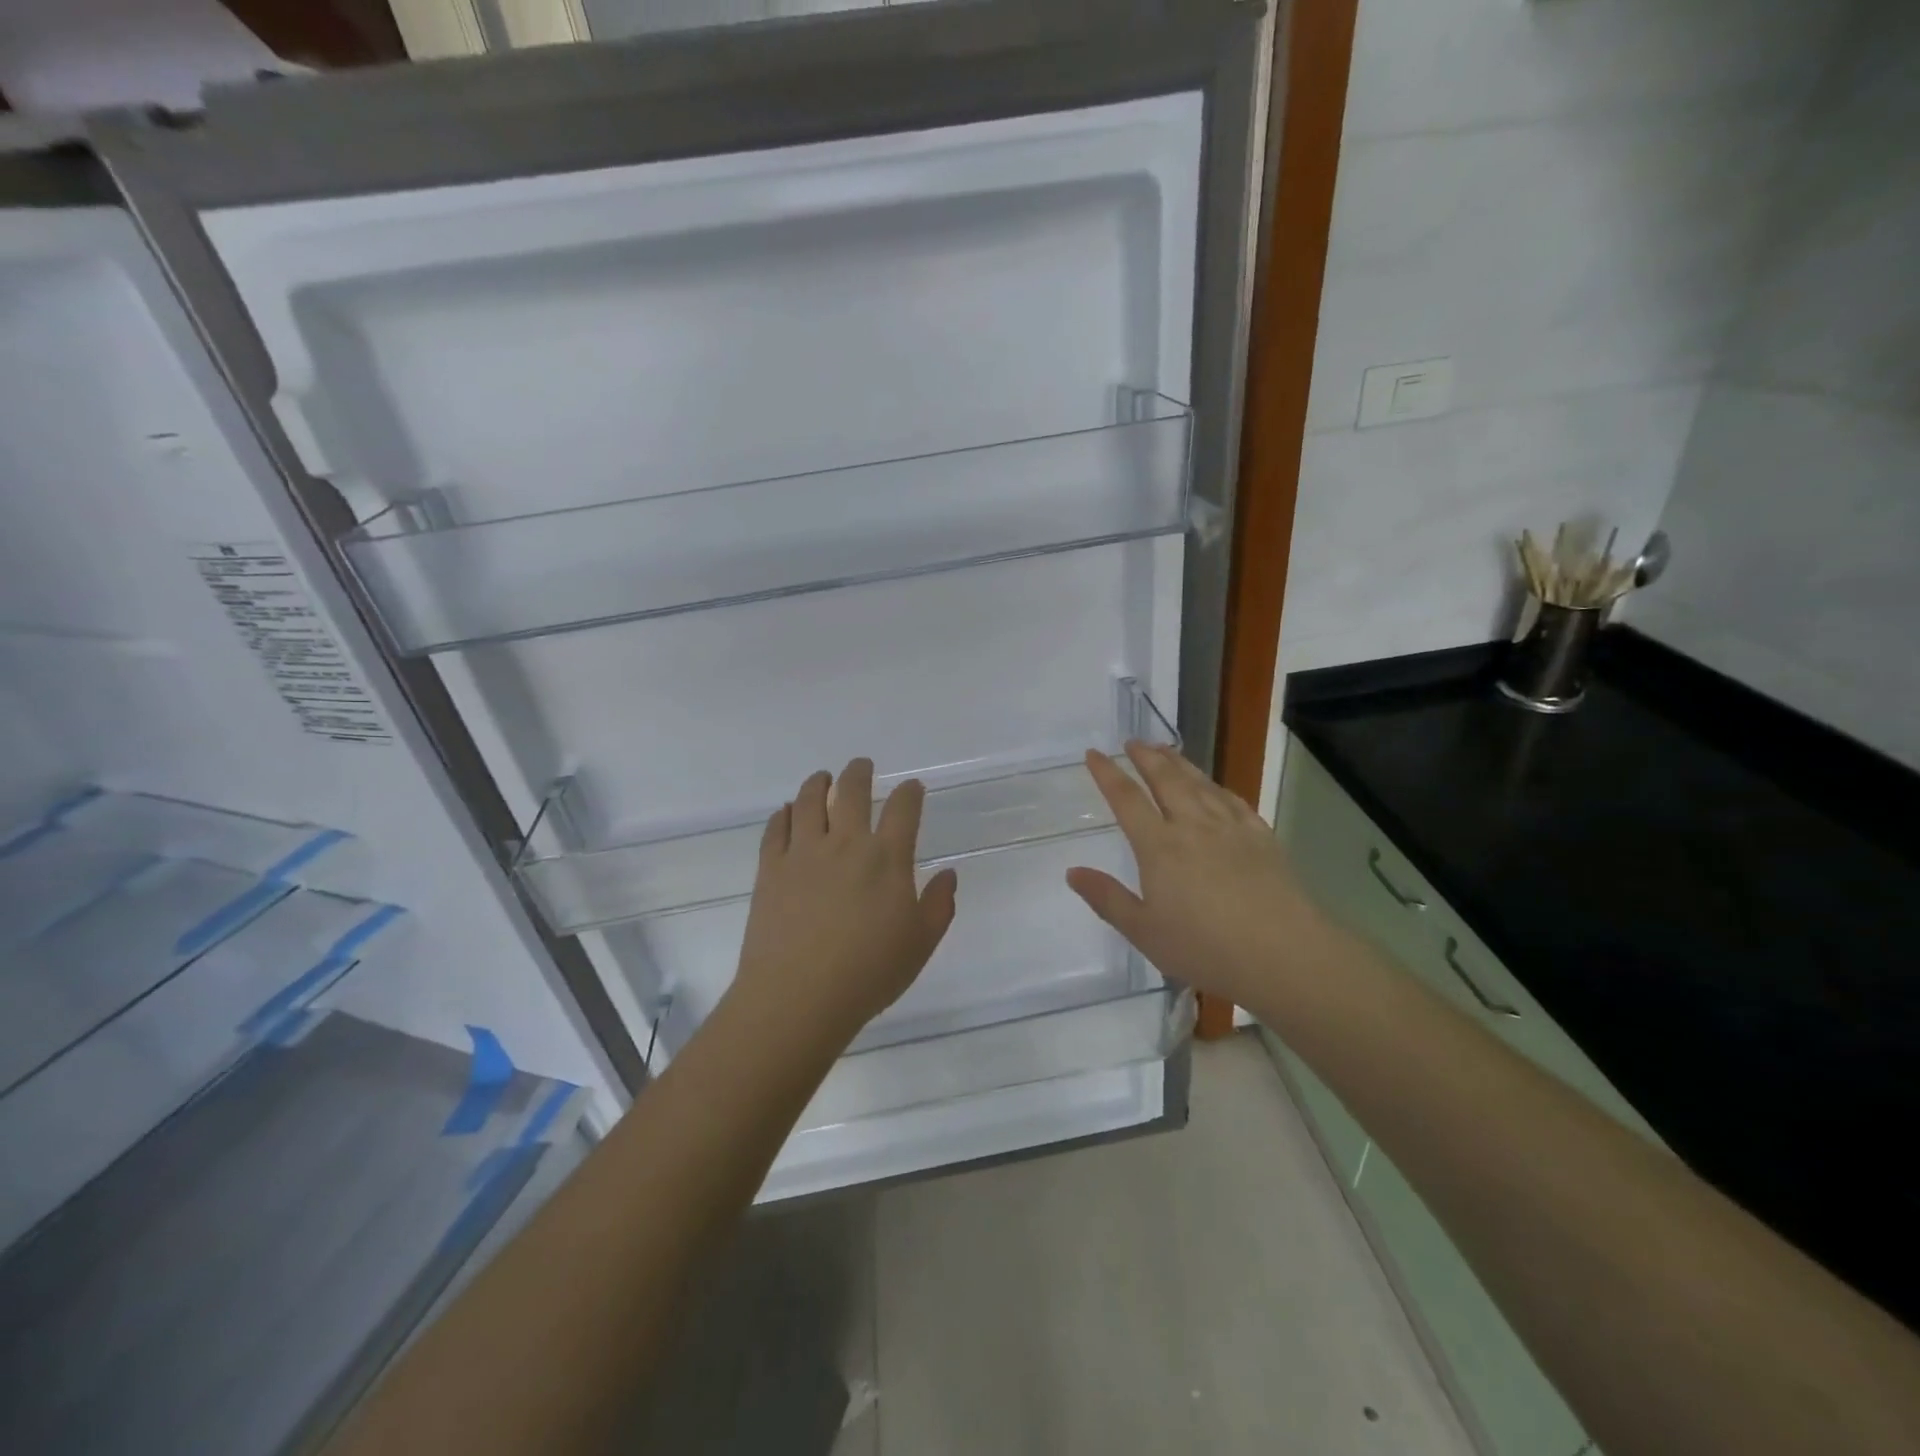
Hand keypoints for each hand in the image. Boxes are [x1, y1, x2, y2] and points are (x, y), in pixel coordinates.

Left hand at [730, 759, 957, 1052]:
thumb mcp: (920, 944)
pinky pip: (776, 828)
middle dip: (859, 773)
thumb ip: (939, 905)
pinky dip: (784, 814)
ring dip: (818, 784)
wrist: (798, 996)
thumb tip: (948, 875)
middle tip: (861, 766)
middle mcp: (846, 844)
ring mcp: (804, 853)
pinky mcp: (771, 868)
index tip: (912, 787)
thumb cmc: (868, 973)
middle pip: (852, 791)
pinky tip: (787, 812)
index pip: (903, 810)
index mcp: (887, 859)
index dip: (910, 793)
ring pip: (810, 801)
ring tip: (822, 778)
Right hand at [1065, 742, 1340, 1013]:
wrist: (1283, 954)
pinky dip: (1215, 786)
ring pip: (1199, 783)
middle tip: (1132, 742)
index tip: (1093, 754)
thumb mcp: (1144, 931)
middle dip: (1146, 757)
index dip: (1107, 774)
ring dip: (1178, 763)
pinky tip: (1213, 787)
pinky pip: (1232, 799)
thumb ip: (1107, 898)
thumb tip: (1072, 872)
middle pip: (1165, 779)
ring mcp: (1230, 828)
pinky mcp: (1260, 837)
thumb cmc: (1205, 948)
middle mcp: (1192, 825)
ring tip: (1165, 750)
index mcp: (1159, 846)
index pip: (1126, 799)